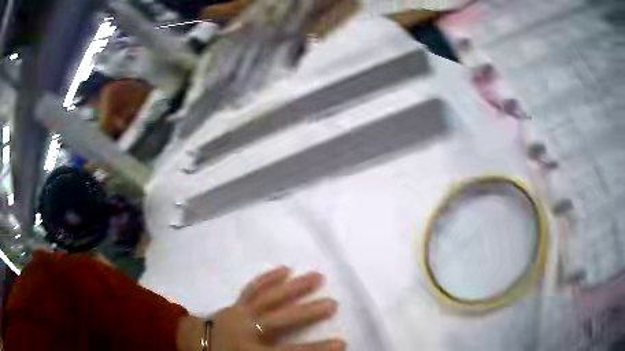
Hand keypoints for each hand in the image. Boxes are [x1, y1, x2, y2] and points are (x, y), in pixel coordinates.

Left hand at [179, 267, 344, 350]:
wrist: (194, 342)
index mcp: (250, 350)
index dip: (315, 348)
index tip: (341, 342)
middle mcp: (247, 329)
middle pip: (280, 319)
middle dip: (308, 312)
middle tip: (333, 303)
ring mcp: (240, 312)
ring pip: (269, 297)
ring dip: (294, 287)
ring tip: (317, 276)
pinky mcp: (236, 302)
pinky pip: (252, 288)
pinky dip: (268, 278)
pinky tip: (285, 268)